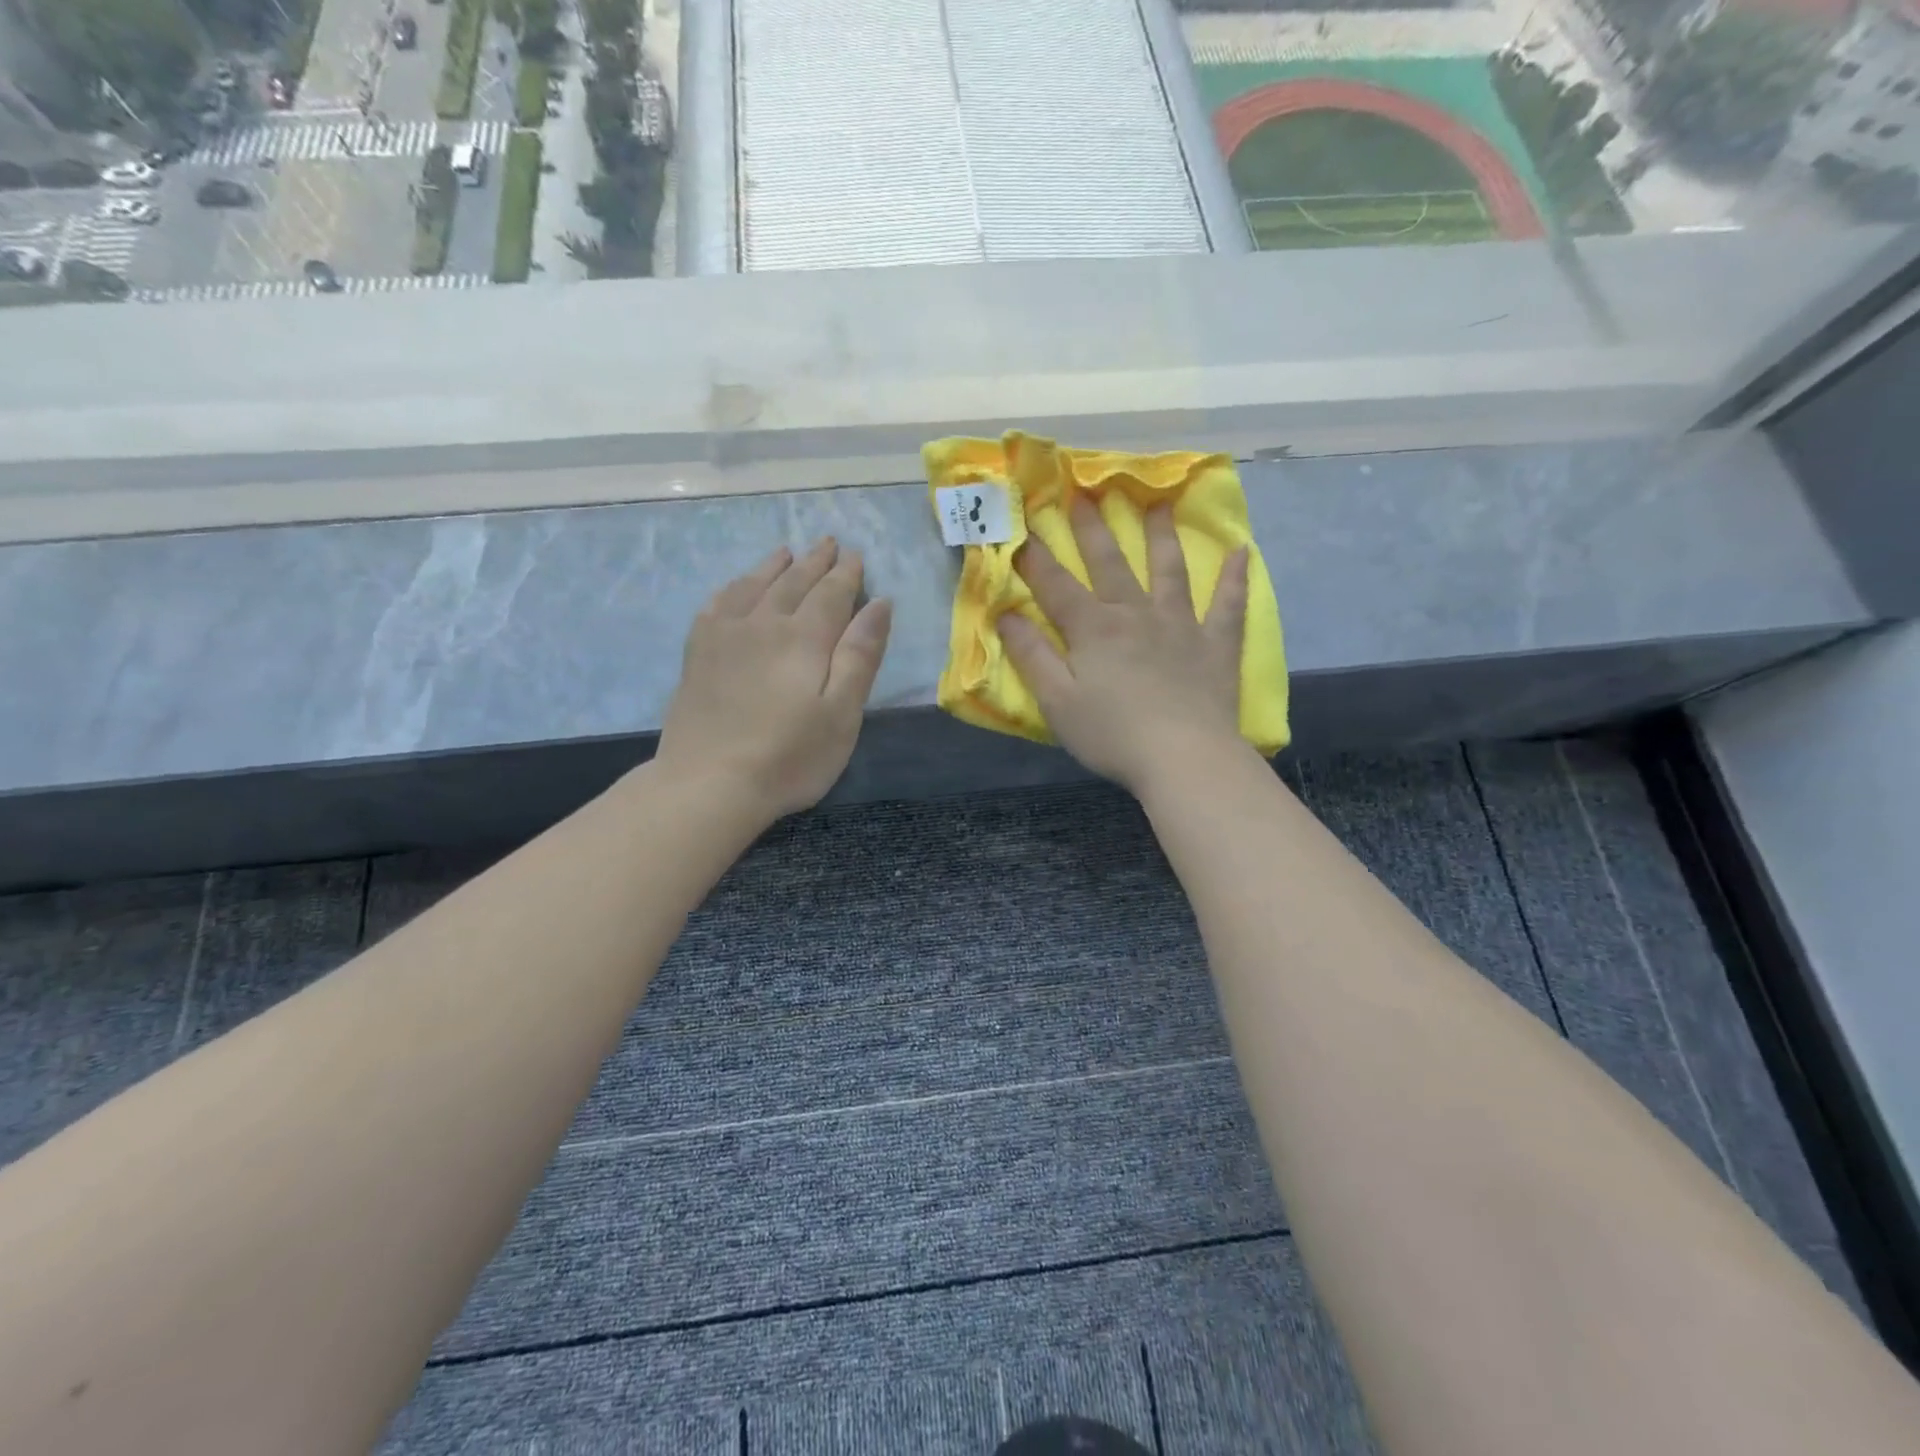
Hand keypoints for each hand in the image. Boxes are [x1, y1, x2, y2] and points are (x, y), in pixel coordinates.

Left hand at [656, 539, 892, 820]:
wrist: (709, 783)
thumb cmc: (790, 757)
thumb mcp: (843, 713)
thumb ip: (861, 655)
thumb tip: (880, 604)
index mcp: (806, 638)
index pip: (832, 593)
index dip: (847, 573)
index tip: (855, 554)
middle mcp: (765, 623)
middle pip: (794, 582)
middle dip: (815, 561)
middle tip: (828, 542)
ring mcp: (725, 635)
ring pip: (755, 585)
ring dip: (775, 566)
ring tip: (787, 552)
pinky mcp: (698, 653)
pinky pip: (717, 603)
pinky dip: (733, 587)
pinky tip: (738, 586)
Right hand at [1000, 497, 1249, 797]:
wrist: (1184, 758)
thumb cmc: (1112, 734)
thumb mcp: (1057, 701)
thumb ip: (1031, 655)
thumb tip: (1005, 615)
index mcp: (1094, 629)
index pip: (1056, 585)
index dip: (1035, 557)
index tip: (1021, 525)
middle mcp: (1136, 615)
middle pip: (1111, 564)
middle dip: (1093, 528)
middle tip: (1085, 492)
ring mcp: (1180, 626)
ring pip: (1169, 570)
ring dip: (1162, 536)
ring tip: (1158, 504)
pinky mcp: (1215, 646)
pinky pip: (1228, 606)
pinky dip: (1234, 579)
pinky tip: (1242, 553)